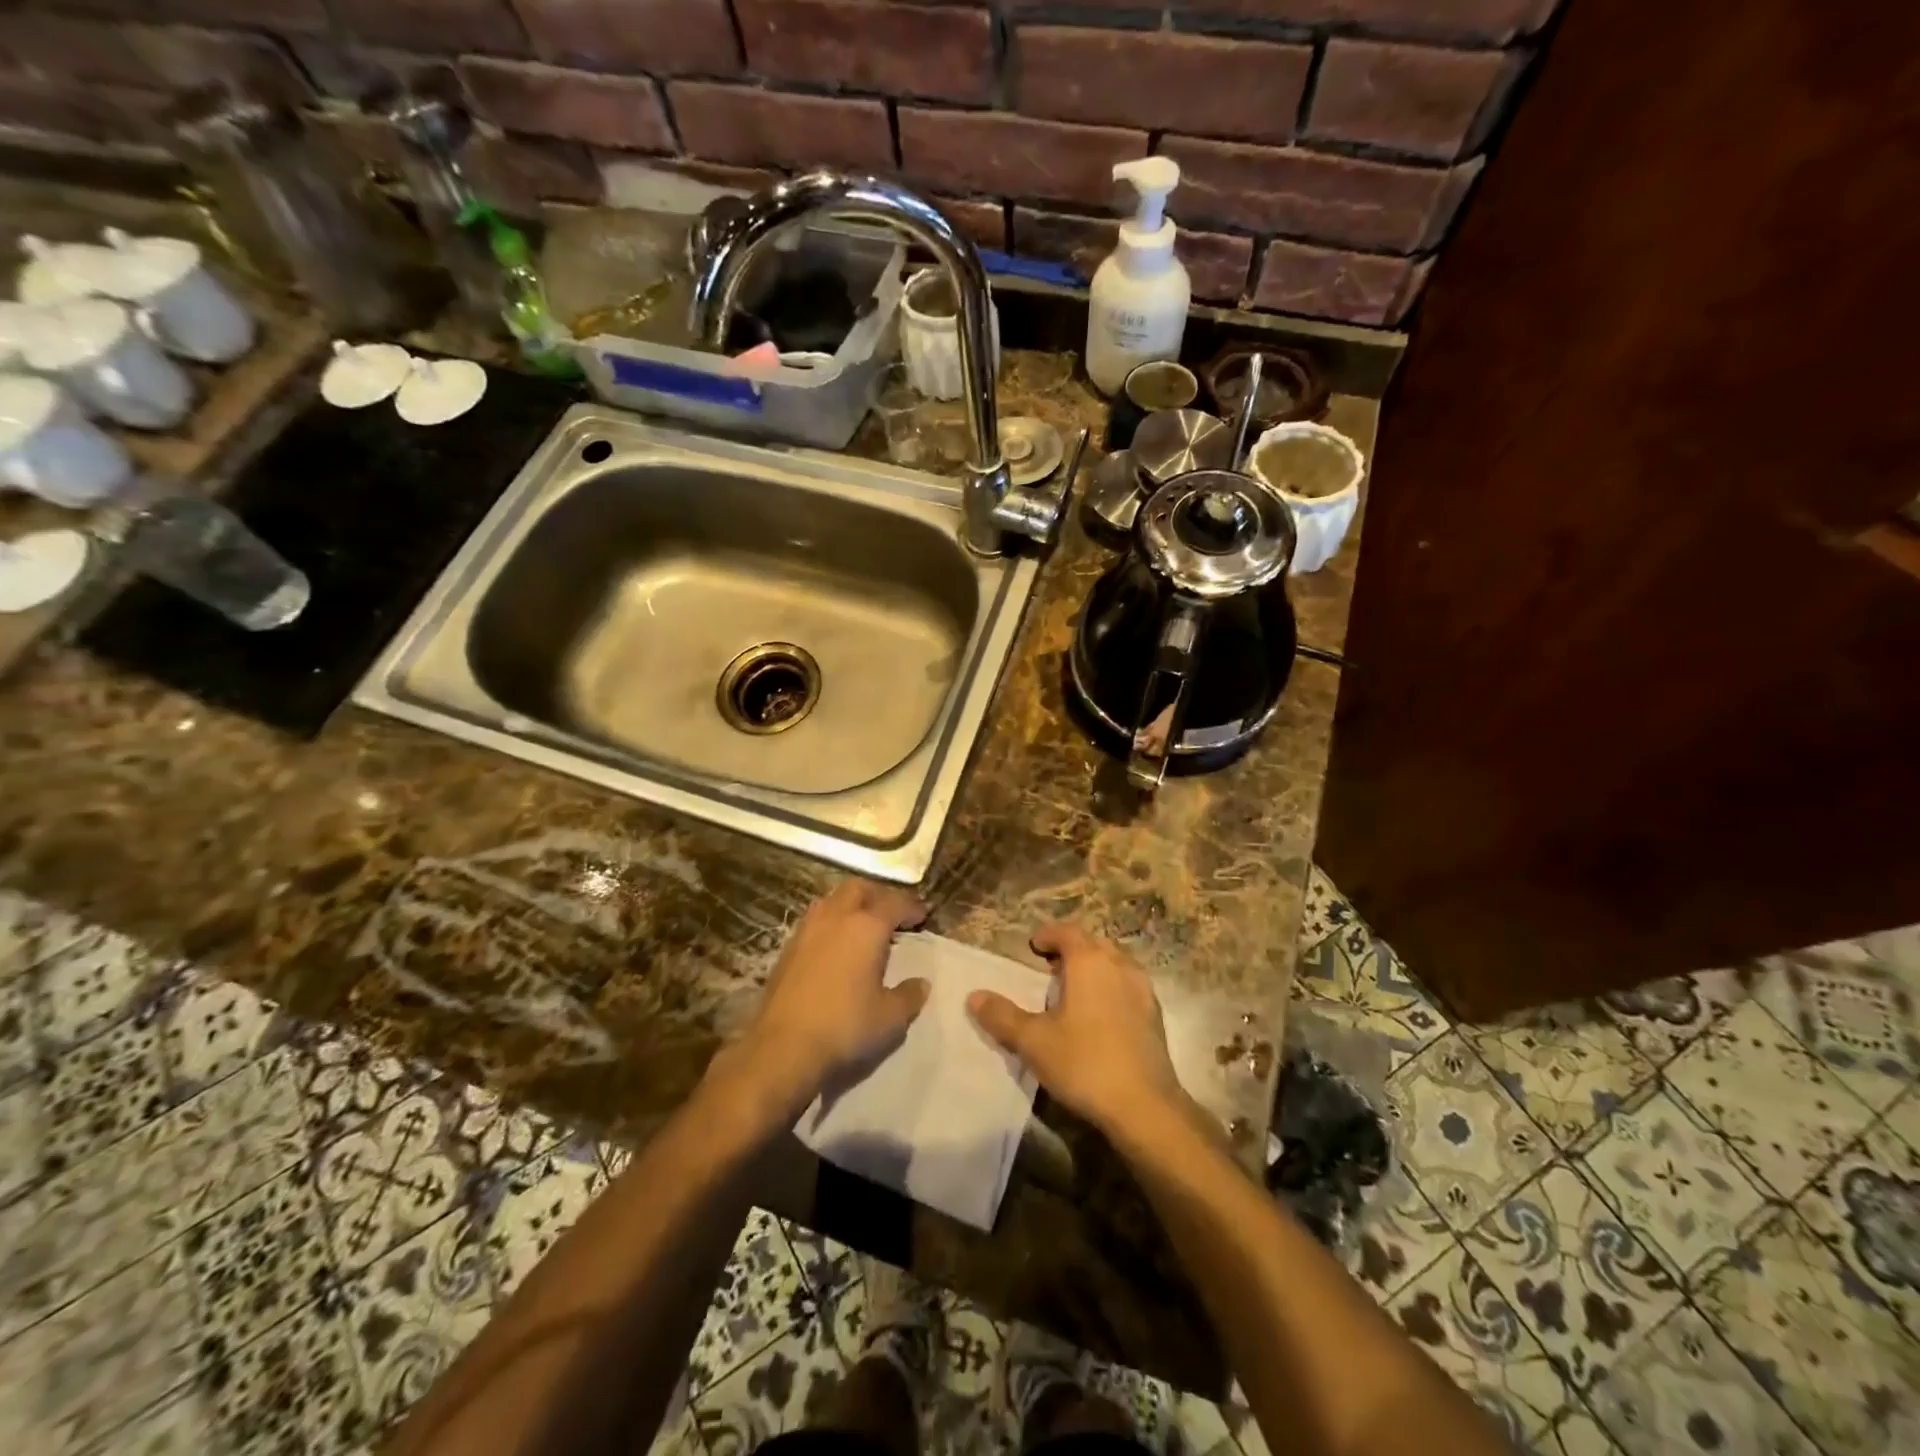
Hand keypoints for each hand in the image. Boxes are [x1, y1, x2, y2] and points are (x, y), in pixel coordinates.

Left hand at [720, 880, 929, 1115]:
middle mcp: (836, 918)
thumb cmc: (845, 1027)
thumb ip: (909, 996)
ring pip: (832, 900)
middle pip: (859, 889)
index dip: (911, 907)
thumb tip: (921, 983)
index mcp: (866, 927)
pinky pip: (815, 921)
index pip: (894, 903)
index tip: (922, 916)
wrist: (782, 1048)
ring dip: (852, 905)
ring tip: (863, 926)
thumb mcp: (890, 1018)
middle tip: (893, 913)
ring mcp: (807, 931)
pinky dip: (832, 923)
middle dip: (879, 895)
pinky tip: (836, 946)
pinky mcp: (787, 949)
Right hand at [967, 923, 1184, 1133]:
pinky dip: (1111, 988)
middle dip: (1070, 950)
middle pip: (1092, 944)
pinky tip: (1100, 1016)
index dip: (1048, 936)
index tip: (1033, 947)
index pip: (1067, 932)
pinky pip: (1128, 986)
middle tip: (1049, 969)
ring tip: (1074, 992)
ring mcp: (1142, 989)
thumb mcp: (1033, 1041)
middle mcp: (1119, 965)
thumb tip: (974, 996)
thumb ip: (1002, 1016)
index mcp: (1089, 961)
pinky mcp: (1155, 1015)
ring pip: (1114, 964)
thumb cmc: (1084, 1063)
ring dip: (1093, 968)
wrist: (1144, 1106)